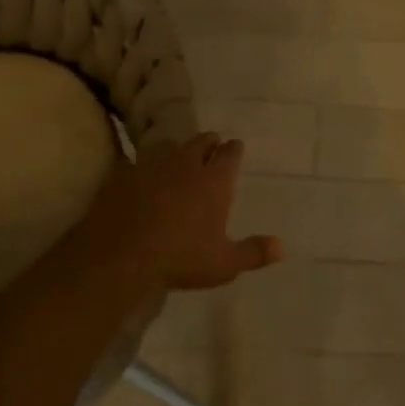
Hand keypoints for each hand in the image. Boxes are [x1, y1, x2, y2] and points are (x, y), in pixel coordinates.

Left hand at [76, 133, 283, 289]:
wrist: (121, 256)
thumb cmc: (180, 258)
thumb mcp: (224, 264)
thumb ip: (254, 253)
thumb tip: (284, 247)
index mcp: (215, 181)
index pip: (230, 154)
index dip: (234, 150)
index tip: (236, 147)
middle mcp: (187, 165)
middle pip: (202, 141)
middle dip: (209, 142)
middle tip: (212, 145)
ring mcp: (153, 166)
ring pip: (170, 145)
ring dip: (177, 148)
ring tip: (178, 154)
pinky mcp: (124, 174)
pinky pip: (138, 160)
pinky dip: (145, 163)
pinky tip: (142, 171)